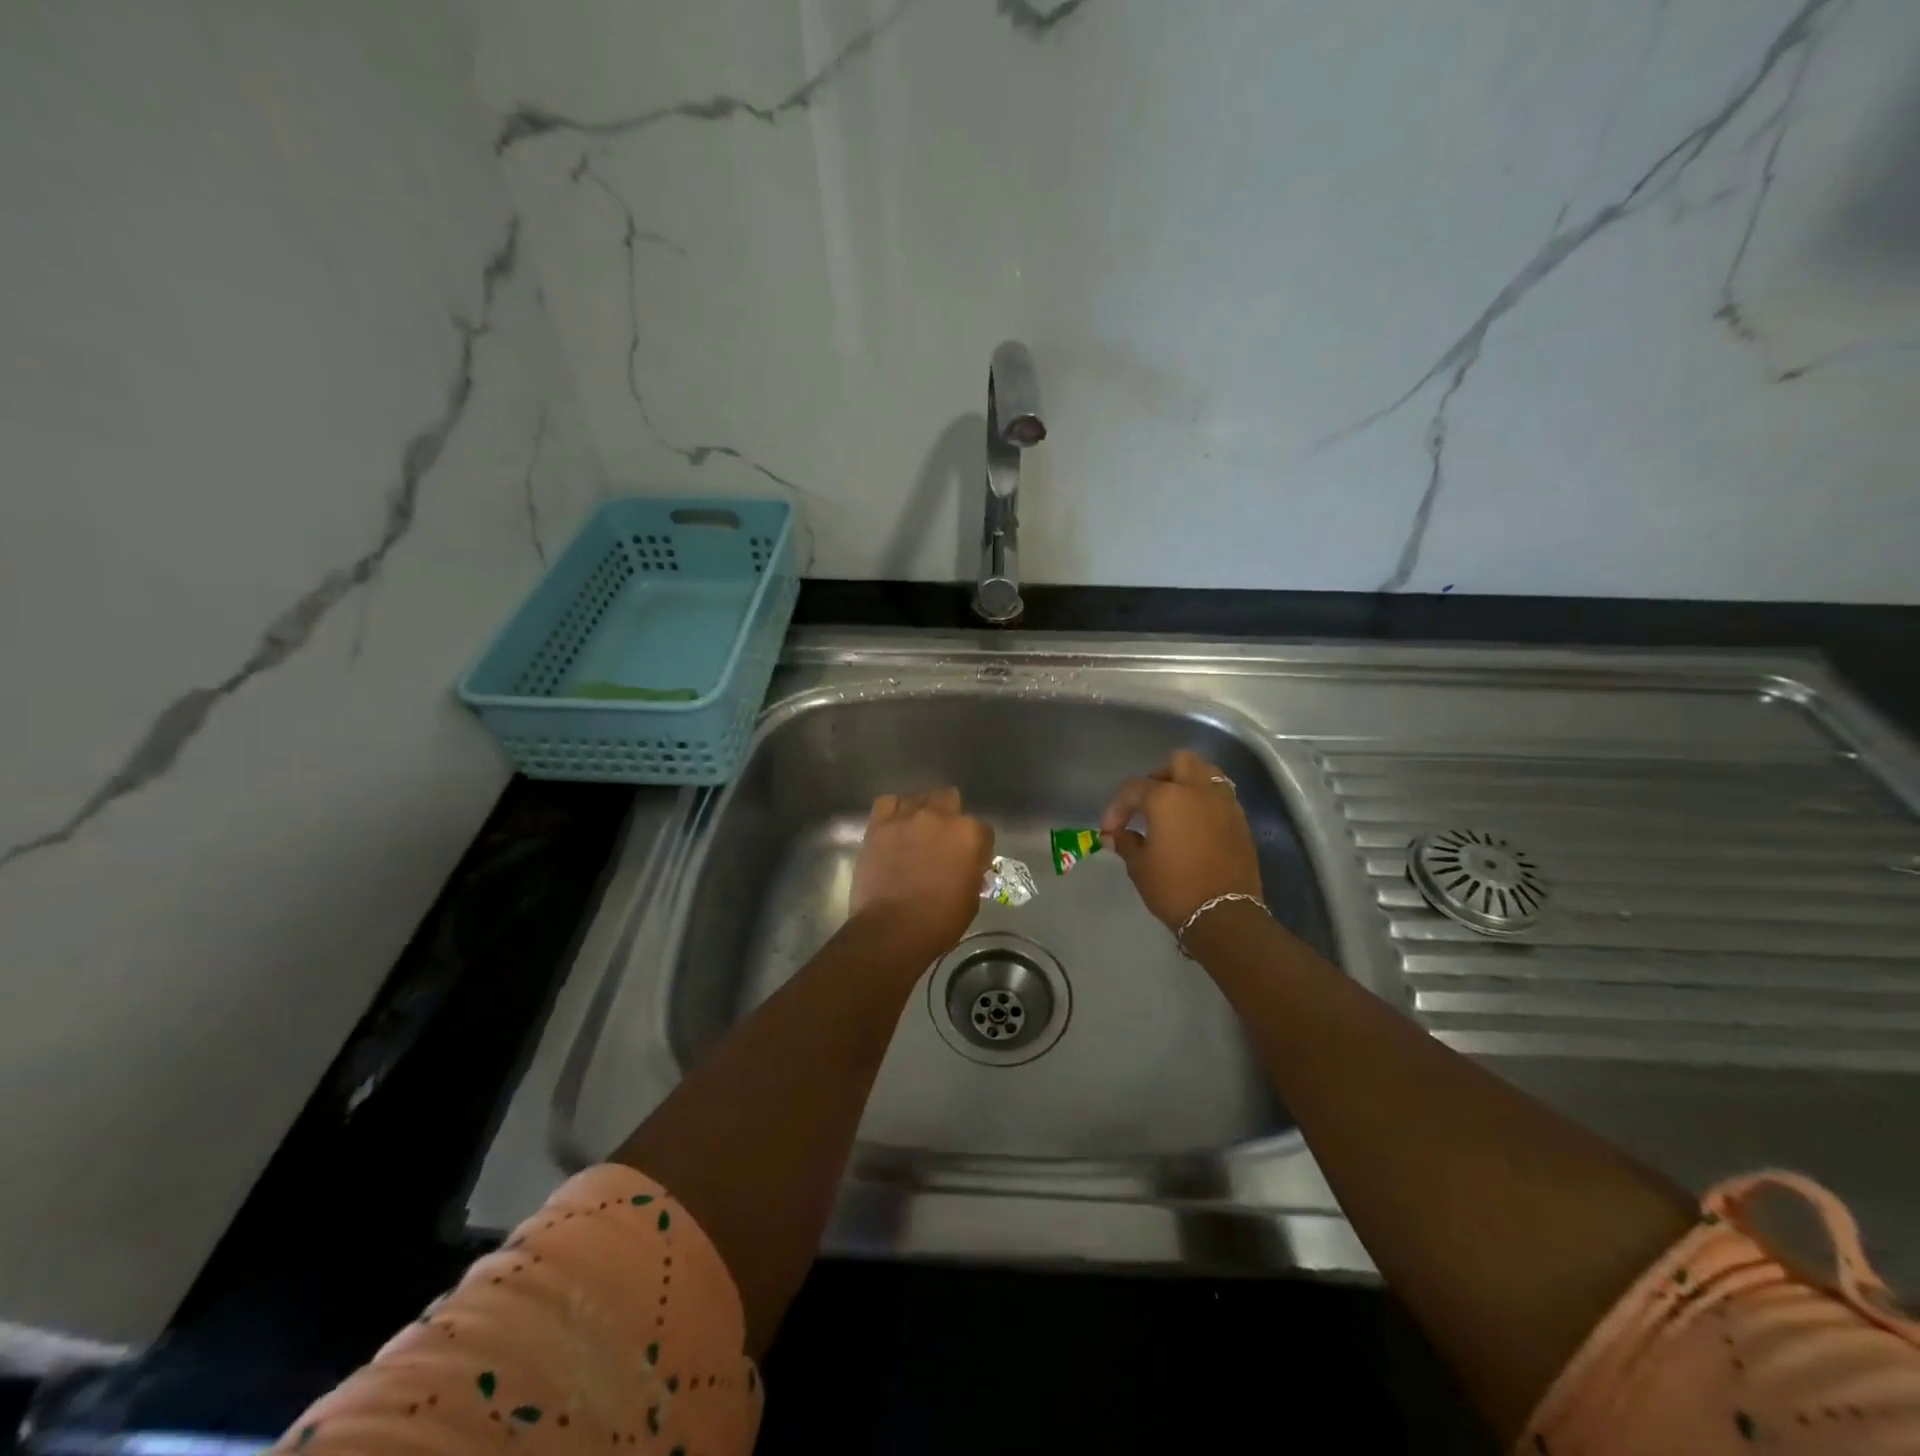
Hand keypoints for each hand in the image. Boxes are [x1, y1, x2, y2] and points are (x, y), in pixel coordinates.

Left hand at [850, 788, 993, 956]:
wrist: (892, 929)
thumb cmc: (939, 921)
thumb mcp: (971, 899)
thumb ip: (971, 873)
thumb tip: (967, 869)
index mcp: (969, 834)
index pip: (982, 830)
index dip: (977, 847)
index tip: (970, 863)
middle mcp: (939, 816)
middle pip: (949, 800)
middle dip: (949, 818)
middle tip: (942, 843)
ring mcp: (907, 817)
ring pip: (919, 798)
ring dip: (921, 813)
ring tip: (916, 833)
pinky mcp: (879, 825)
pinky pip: (888, 804)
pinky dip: (893, 812)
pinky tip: (894, 828)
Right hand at [1101, 751, 1262, 930]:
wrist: (1225, 915)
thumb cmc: (1174, 887)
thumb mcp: (1140, 866)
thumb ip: (1125, 842)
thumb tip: (1113, 835)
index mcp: (1167, 797)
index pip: (1133, 789)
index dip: (1117, 807)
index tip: (1110, 830)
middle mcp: (1198, 790)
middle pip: (1178, 762)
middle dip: (1158, 776)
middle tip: (1147, 803)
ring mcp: (1224, 803)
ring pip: (1206, 773)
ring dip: (1187, 783)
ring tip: (1174, 809)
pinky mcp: (1241, 821)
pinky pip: (1221, 796)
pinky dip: (1205, 801)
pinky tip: (1195, 825)